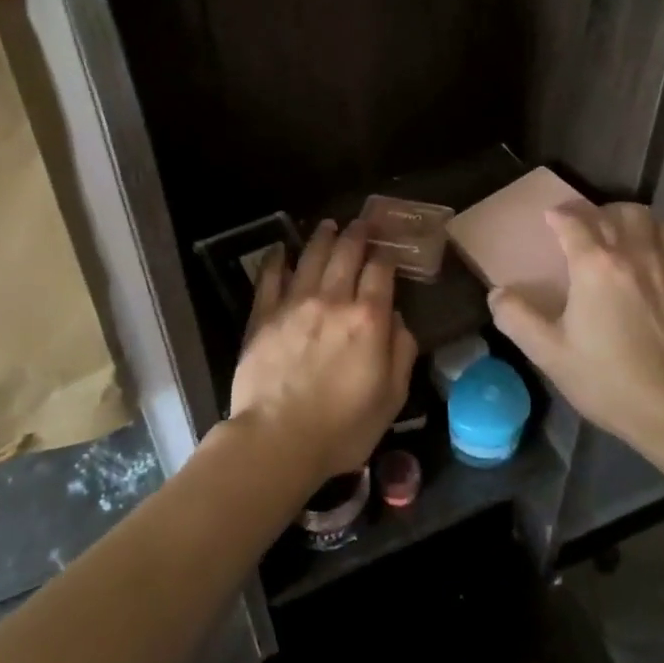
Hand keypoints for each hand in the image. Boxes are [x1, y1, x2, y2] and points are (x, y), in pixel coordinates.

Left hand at [230, 220, 416, 481]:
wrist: (277, 439)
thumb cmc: (343, 427)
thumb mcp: (392, 397)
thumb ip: (401, 352)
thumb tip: (398, 321)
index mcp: (368, 318)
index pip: (381, 272)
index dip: (386, 255)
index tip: (389, 249)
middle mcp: (332, 300)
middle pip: (346, 255)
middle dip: (357, 234)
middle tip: (362, 222)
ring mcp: (294, 305)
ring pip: (310, 258)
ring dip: (322, 238)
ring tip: (328, 225)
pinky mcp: (262, 316)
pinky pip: (269, 278)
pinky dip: (275, 260)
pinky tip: (279, 249)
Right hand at [488, 202, 663, 452]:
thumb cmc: (610, 381)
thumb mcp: (550, 355)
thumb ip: (518, 319)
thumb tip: (497, 294)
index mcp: (597, 266)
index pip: (575, 222)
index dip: (560, 215)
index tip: (552, 218)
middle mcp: (640, 255)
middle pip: (625, 213)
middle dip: (605, 214)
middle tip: (595, 230)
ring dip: (645, 230)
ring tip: (635, 248)